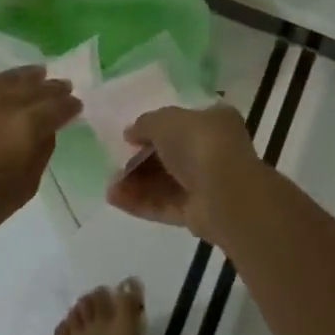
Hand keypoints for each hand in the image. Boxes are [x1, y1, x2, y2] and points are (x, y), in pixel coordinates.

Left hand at [0, 46, 80, 251]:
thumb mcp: (24, 189)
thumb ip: (40, 155)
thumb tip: (47, 131)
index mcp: (25, 127)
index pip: (56, 108)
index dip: (69, 106)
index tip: (76, 105)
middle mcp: (0, 104)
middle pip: (33, 89)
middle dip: (51, 88)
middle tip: (62, 85)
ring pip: (2, 79)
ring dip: (23, 74)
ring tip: (37, 71)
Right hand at [107, 103, 262, 234]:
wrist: (226, 194)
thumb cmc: (200, 144)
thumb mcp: (166, 120)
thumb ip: (145, 123)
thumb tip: (131, 133)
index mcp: (214, 121)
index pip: (182, 122)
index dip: (154, 128)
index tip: (129, 135)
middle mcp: (213, 151)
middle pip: (170, 154)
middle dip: (140, 159)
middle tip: (114, 162)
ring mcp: (207, 184)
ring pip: (165, 182)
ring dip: (136, 182)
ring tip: (109, 185)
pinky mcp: (197, 213)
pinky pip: (165, 205)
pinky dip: (140, 202)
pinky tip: (114, 198)